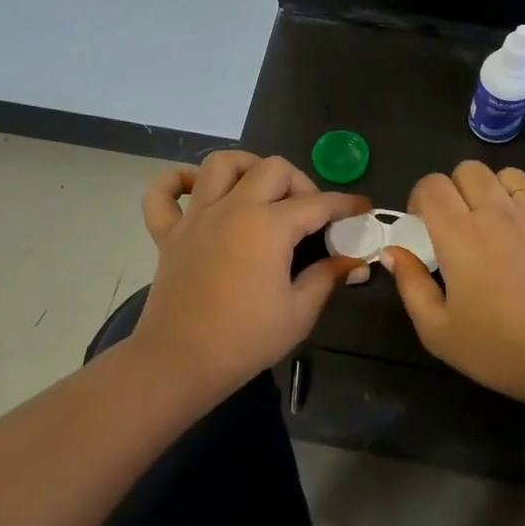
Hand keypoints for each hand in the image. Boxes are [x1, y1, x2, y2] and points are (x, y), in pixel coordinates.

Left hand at [132, 152, 368, 401]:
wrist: (180, 361)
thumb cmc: (246, 339)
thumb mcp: (300, 312)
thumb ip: (327, 277)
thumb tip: (353, 261)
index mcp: (269, 225)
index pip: (318, 203)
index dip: (346, 204)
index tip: (362, 208)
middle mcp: (233, 208)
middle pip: (272, 168)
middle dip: (299, 182)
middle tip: (308, 213)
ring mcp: (197, 217)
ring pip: (219, 164)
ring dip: (246, 167)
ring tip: (259, 189)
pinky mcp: (168, 233)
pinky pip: (162, 193)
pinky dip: (176, 182)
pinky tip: (195, 191)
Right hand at [380, 161, 524, 432]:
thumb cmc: (502, 350)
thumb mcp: (439, 332)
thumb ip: (410, 285)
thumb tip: (392, 251)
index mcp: (459, 235)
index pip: (432, 185)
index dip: (420, 198)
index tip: (422, 226)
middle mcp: (495, 212)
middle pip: (466, 169)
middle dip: (452, 189)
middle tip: (453, 225)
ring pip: (502, 173)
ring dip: (487, 189)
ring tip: (488, 223)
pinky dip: (518, 200)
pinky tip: (520, 234)